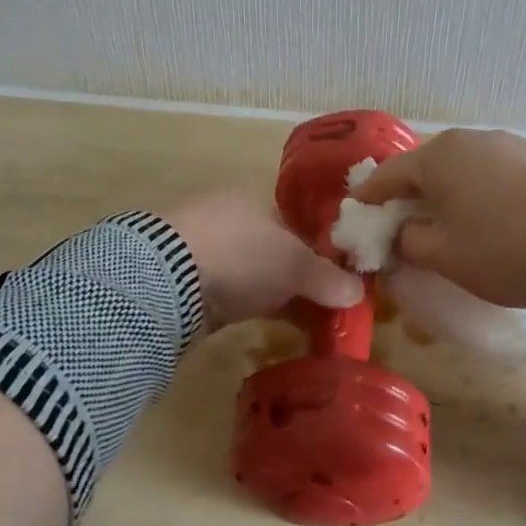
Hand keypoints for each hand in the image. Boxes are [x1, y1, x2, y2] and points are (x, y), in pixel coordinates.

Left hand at [161, 190, 362, 329]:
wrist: (166, 279)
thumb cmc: (242, 255)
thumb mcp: (295, 265)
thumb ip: (327, 278)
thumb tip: (359, 291)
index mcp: (255, 200)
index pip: (297, 227)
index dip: (320, 255)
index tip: (339, 284)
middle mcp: (229, 218)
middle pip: (275, 252)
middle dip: (300, 279)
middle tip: (326, 310)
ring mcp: (205, 249)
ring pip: (253, 274)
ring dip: (277, 296)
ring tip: (306, 325)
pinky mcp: (186, 281)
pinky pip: (232, 293)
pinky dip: (251, 307)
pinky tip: (267, 324)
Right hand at [352, 129, 525, 307]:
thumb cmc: (502, 246)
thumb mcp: (444, 256)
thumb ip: (408, 243)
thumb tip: (402, 234)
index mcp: (434, 159)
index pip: (385, 178)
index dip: (368, 201)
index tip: (357, 218)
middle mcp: (466, 140)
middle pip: (423, 170)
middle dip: (409, 198)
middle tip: (403, 226)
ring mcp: (505, 144)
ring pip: (460, 171)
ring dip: (447, 195)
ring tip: (449, 224)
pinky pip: (491, 174)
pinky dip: (479, 193)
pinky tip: (489, 217)